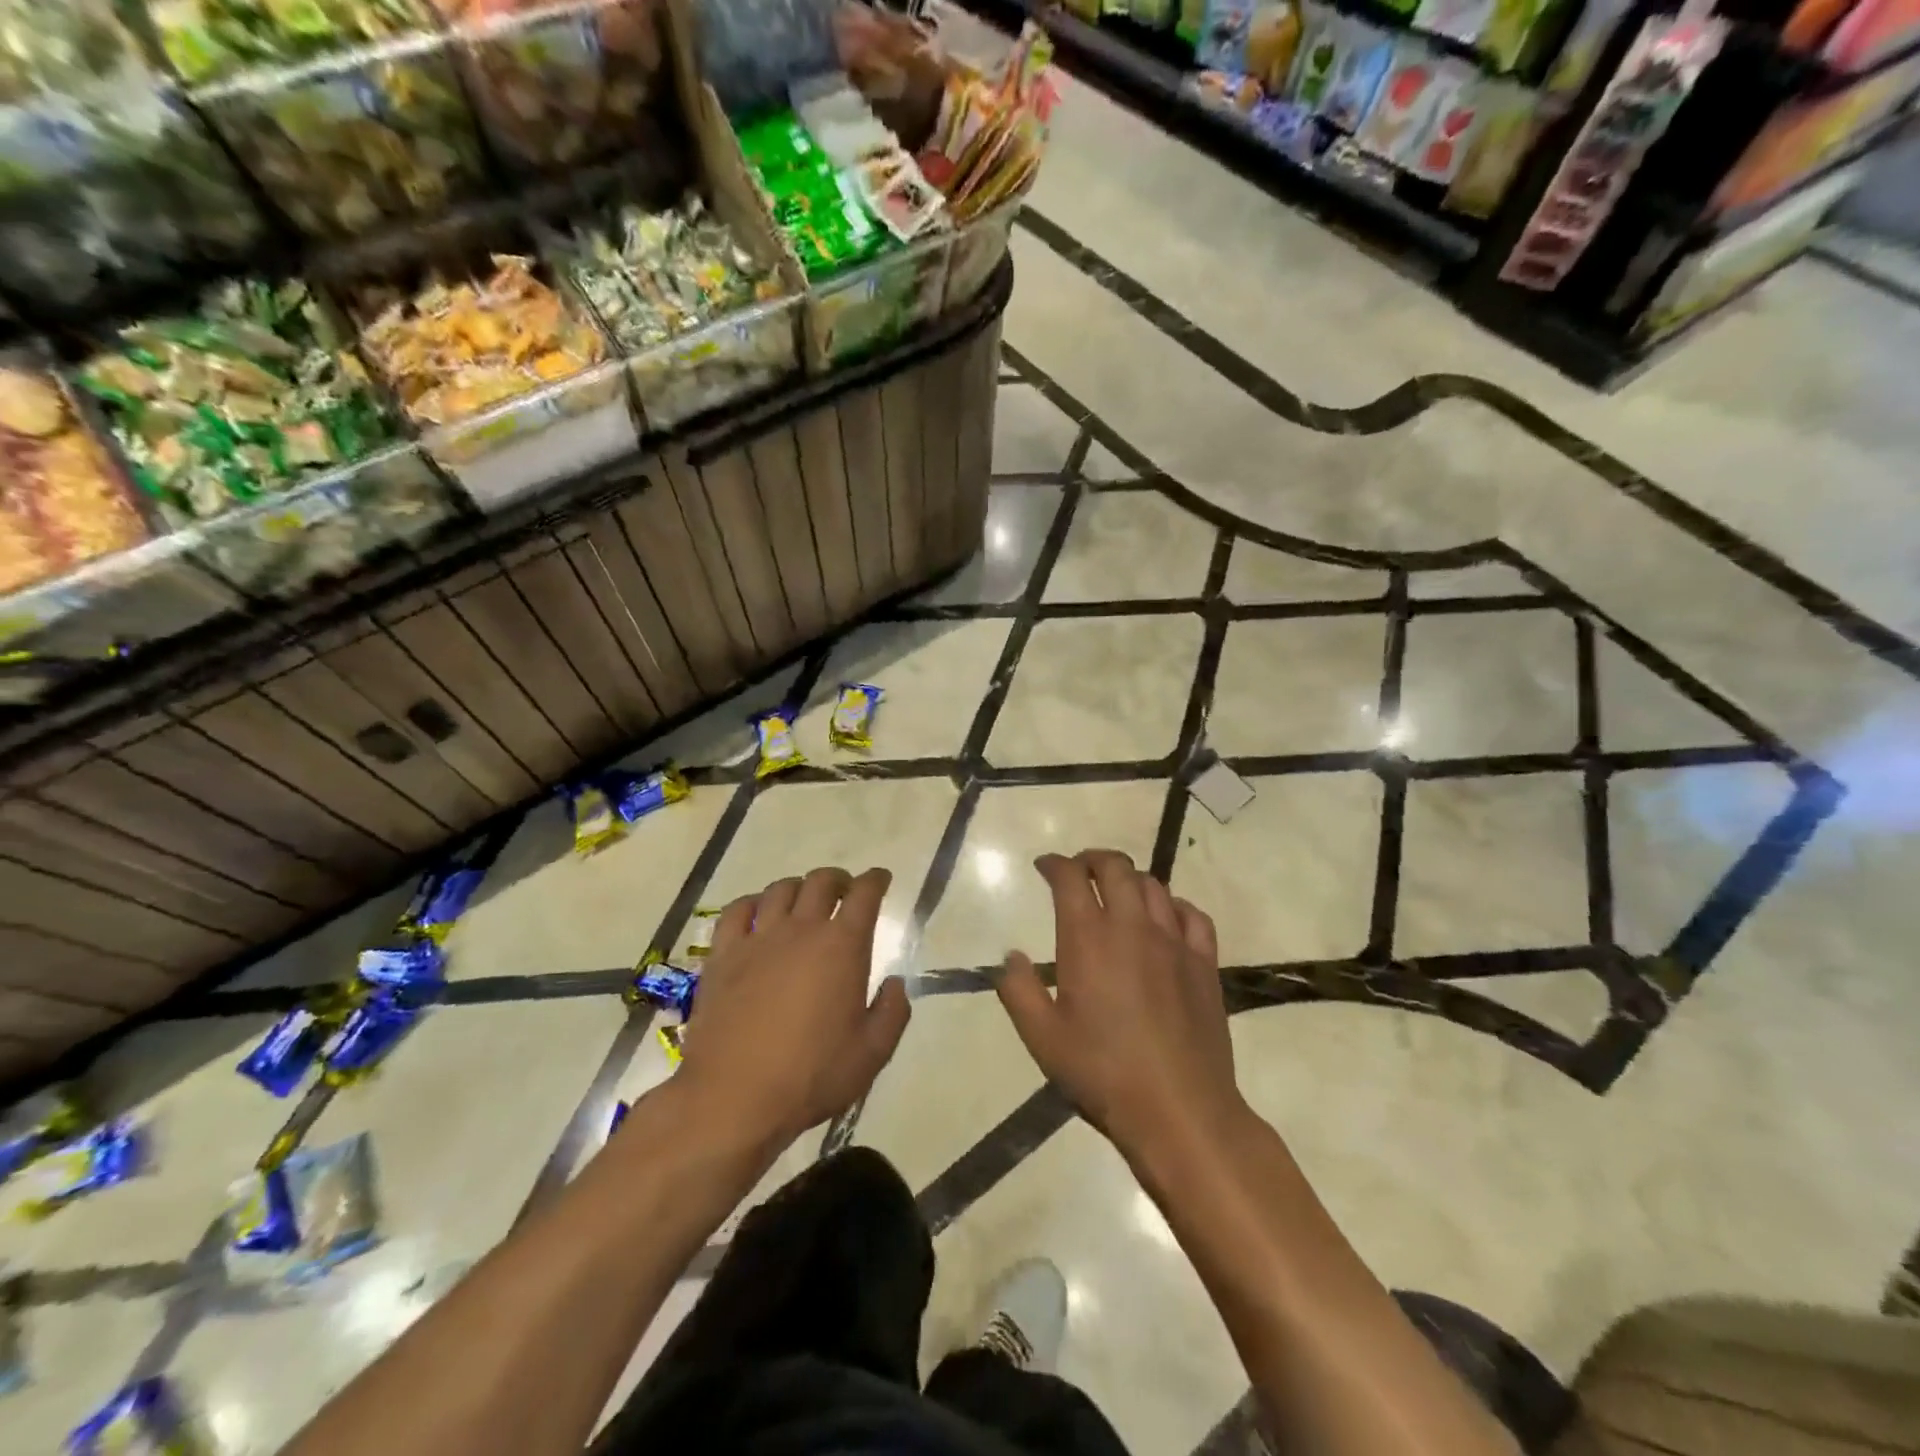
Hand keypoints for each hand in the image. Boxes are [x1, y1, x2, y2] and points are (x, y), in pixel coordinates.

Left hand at [677, 866, 910, 1150]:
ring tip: (803, 901)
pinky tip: (757, 913)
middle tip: (844, 891)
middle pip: (821, 882)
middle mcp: (801, 929)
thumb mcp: (872, 1053)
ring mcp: (758, 939)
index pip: (864, 894)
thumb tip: (895, 983)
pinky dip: (752, 903)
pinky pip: (737, 911)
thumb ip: (892, 1012)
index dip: (876, 880)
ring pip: (780, 890)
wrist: (734, 1097)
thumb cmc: (811, 1076)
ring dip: (798, 887)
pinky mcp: (723, 955)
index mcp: (842, 946)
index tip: (881, 878)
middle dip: (838, 880)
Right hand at [996, 850, 1244, 1161]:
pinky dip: (1173, 905)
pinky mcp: (1204, 963)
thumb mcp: (1042, 1038)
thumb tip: (1011, 956)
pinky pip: (1192, 915)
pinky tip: (1165, 918)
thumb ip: (1019, 991)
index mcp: (1088, 939)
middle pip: (1116, 867)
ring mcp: (1174, 942)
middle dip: (1092, 859)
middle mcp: (1132, 927)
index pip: (1070, 878)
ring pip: (1153, 886)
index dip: (1055, 864)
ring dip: (1130, 879)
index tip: (1044, 866)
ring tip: (1117, 892)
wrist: (1180, 1110)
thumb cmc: (1103, 1073)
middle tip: (1079, 870)